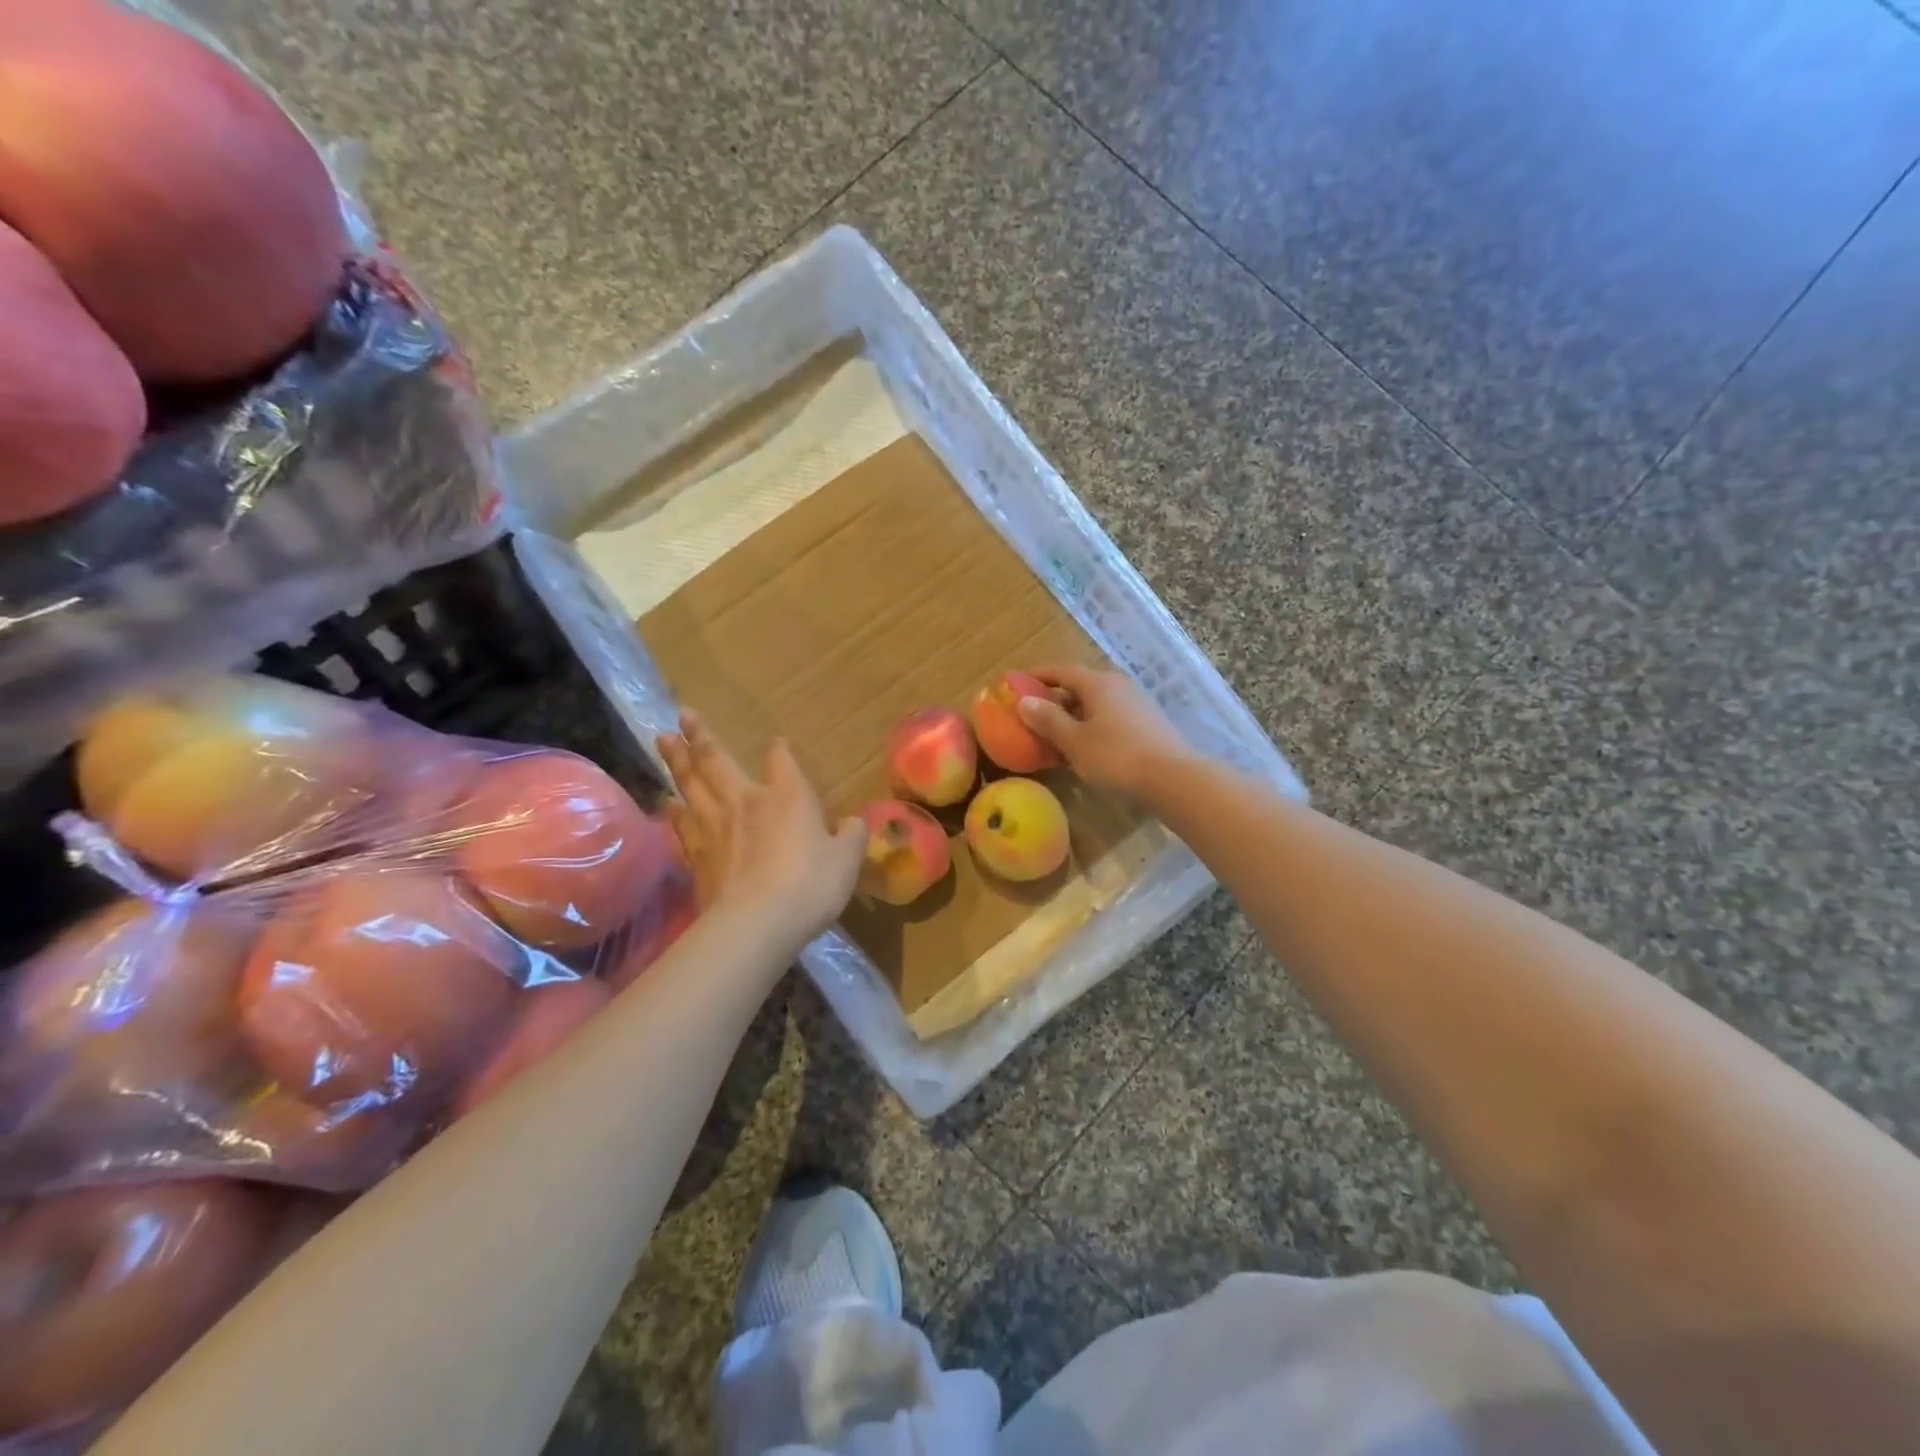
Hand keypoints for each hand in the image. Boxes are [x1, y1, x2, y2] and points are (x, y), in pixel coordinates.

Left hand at [658, 713, 866, 954]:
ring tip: (664, 740)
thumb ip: (851, 837)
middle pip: (718, 761)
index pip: (782, 763)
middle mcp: (747, 801)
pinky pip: (681, 824)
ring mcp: (715, 827)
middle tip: (684, 714)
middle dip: (703, 736)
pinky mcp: (696, 854)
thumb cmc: (809, 884)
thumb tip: (853, 823)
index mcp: (788, 797)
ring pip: (691, 784)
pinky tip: (667, 803)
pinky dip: (673, 810)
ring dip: (677, 761)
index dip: (779, 750)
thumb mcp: (847, 860)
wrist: (756, 922)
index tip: (776, 741)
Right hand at [1016, 665, 1196, 802]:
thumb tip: (1024, 701)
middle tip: (1033, 715)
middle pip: (1080, 686)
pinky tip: (1085, 747)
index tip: (1016, 683)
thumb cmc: (1116, 757)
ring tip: (1055, 734)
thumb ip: (1048, 720)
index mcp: (1098, 682)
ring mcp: (1137, 703)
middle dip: (1055, 698)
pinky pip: (1110, 717)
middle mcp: (1118, 685)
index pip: (1061, 671)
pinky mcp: (1148, 723)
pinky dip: (1091, 726)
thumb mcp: (1074, 741)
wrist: (1173, 779)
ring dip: (1073, 715)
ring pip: (1096, 703)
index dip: (1037, 676)